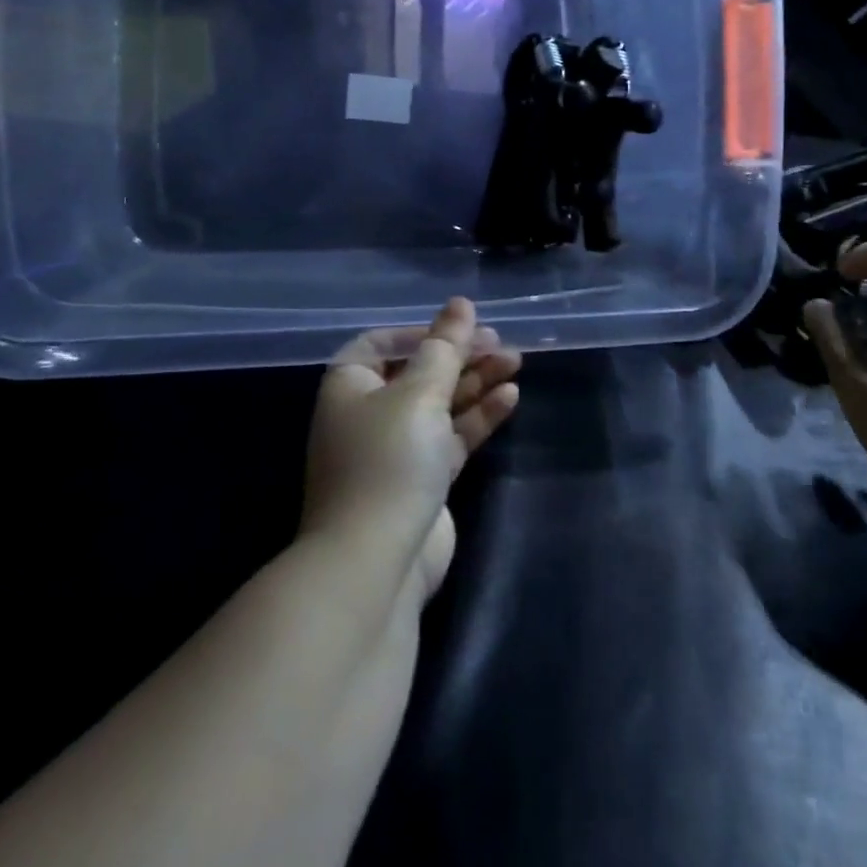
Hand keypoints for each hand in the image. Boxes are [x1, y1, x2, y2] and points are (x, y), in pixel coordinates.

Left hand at [303, 297, 521, 597]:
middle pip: (419, 371)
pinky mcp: (422, 479)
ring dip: (475, 382)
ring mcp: (396, 449)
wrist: (375, 562)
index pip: (383, 343)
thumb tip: (460, 303)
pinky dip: (477, 416)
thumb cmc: (388, 460)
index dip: (422, 332)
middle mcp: (368, 413)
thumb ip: (445, 347)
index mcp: (350, 385)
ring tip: (515, 362)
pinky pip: (451, 436)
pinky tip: (509, 397)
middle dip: (459, 356)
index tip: (461, 328)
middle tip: (500, 343)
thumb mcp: (419, 393)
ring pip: (440, 403)